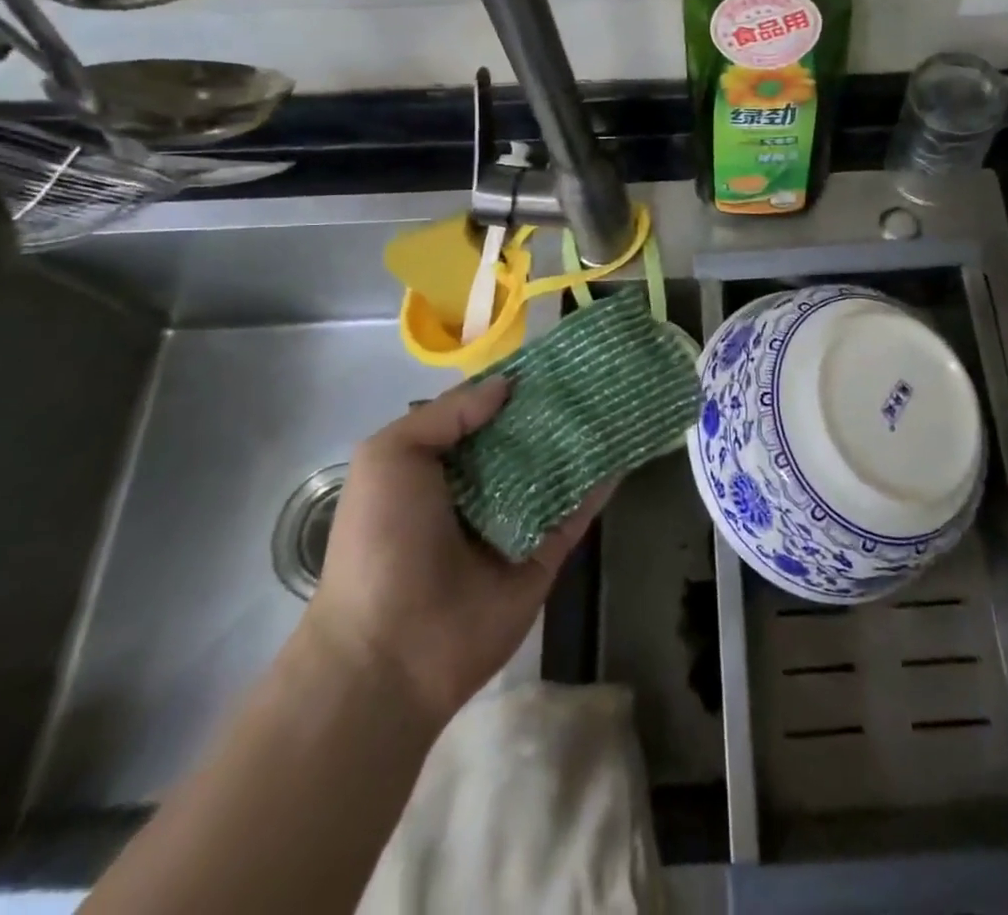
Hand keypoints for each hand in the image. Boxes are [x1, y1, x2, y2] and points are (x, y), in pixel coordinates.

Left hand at [303, 378, 604, 728]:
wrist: (392, 650)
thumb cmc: (381, 542)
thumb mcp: (390, 457)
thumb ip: (447, 414)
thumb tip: (506, 385)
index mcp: (438, 465)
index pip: (483, 413)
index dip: (514, 384)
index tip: (552, 355)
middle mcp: (479, 488)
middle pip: (525, 437)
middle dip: (554, 407)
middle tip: (595, 370)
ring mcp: (515, 521)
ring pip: (556, 469)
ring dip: (583, 439)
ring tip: (619, 397)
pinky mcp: (545, 554)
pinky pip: (577, 511)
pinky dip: (600, 482)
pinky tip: (625, 447)